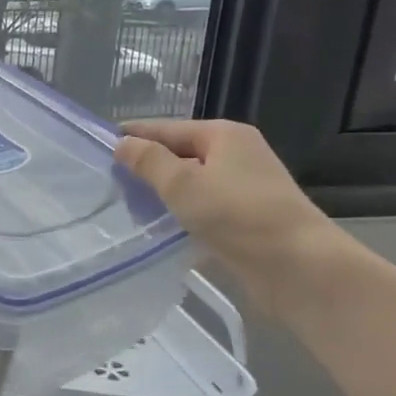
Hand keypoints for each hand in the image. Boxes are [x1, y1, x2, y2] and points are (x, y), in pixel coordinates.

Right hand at [114, 119, 345, 313]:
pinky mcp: (245, 220)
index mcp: (223, 135)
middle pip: (179, 154)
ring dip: (161, 195)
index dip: (133, 136)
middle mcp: (236, 155)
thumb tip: (122, 144)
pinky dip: (179, 215)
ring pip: (190, 184)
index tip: (98, 147)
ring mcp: (243, 188)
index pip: (167, 128)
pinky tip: (156, 230)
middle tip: (107, 184)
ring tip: (125, 208)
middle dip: (146, 167)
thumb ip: (148, 162)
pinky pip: (201, 209)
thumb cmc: (237, 215)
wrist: (297, 267)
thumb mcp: (182, 183)